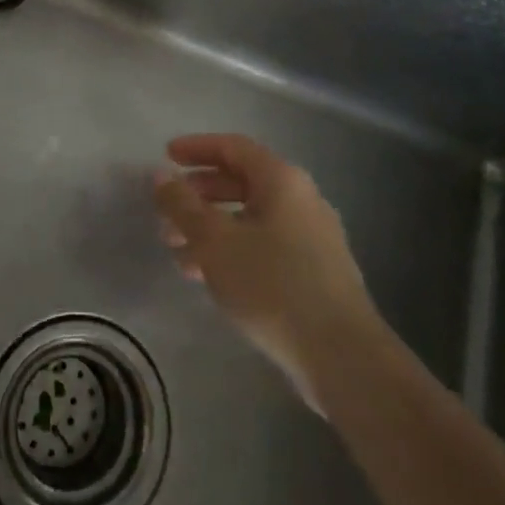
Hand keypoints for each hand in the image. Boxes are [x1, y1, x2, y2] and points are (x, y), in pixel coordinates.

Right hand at [154, 134, 379, 409]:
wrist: (343, 357)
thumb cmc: (272, 285)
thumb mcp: (214, 241)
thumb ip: (183, 205)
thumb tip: (161, 175)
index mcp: (282, 180)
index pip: (233, 147)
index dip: (197, 148)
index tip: (166, 156)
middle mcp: (302, 200)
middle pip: (242, 183)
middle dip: (199, 195)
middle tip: (167, 212)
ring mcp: (314, 237)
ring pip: (252, 219)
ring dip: (212, 228)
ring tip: (177, 252)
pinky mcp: (317, 274)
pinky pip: (266, 246)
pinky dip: (234, 251)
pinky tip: (209, 278)